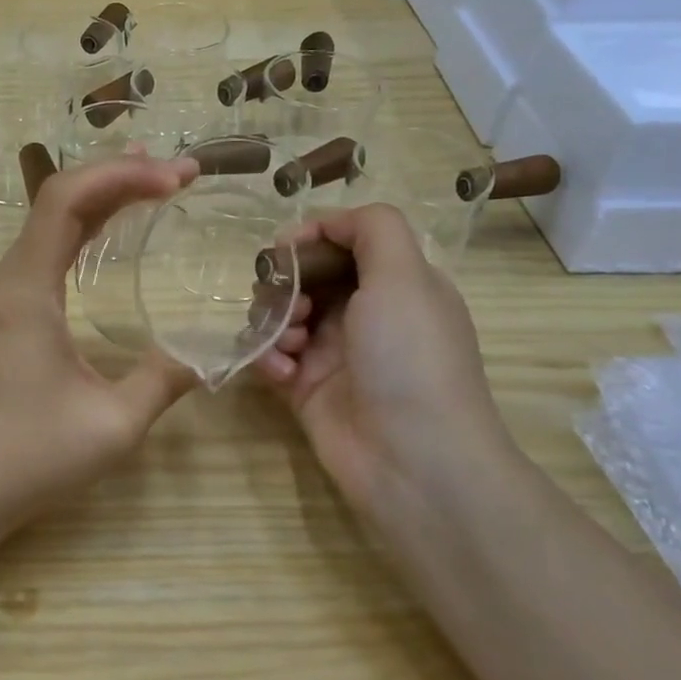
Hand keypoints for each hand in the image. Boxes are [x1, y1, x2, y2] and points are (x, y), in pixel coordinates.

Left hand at [0, 155, 201, 522]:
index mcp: (25, 289)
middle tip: (177, 175)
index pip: (67, 199)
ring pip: (45, 226)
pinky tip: (104, 240)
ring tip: (149, 187)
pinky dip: (76, 234)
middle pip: (56, 202)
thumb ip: (164, 380)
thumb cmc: (28, 456)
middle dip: (117, 178)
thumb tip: (207, 356)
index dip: (123, 174)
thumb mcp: (113, 424)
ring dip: (96, 201)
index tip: (177, 178)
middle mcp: (2, 279)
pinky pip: (38, 254)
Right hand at [254, 204, 510, 517]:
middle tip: (288, 301)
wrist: (411, 457)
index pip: (343, 241)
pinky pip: (271, 355)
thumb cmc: (409, 356)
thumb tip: (326, 222)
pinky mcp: (305, 387)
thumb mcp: (405, 275)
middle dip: (285, 281)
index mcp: (396, 283)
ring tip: (288, 343)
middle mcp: (364, 313)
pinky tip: (282, 373)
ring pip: (281, 313)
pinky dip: (269, 357)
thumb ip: (372, 228)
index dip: (310, 237)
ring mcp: (332, 352)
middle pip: (305, 275)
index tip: (285, 248)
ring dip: (274, 320)